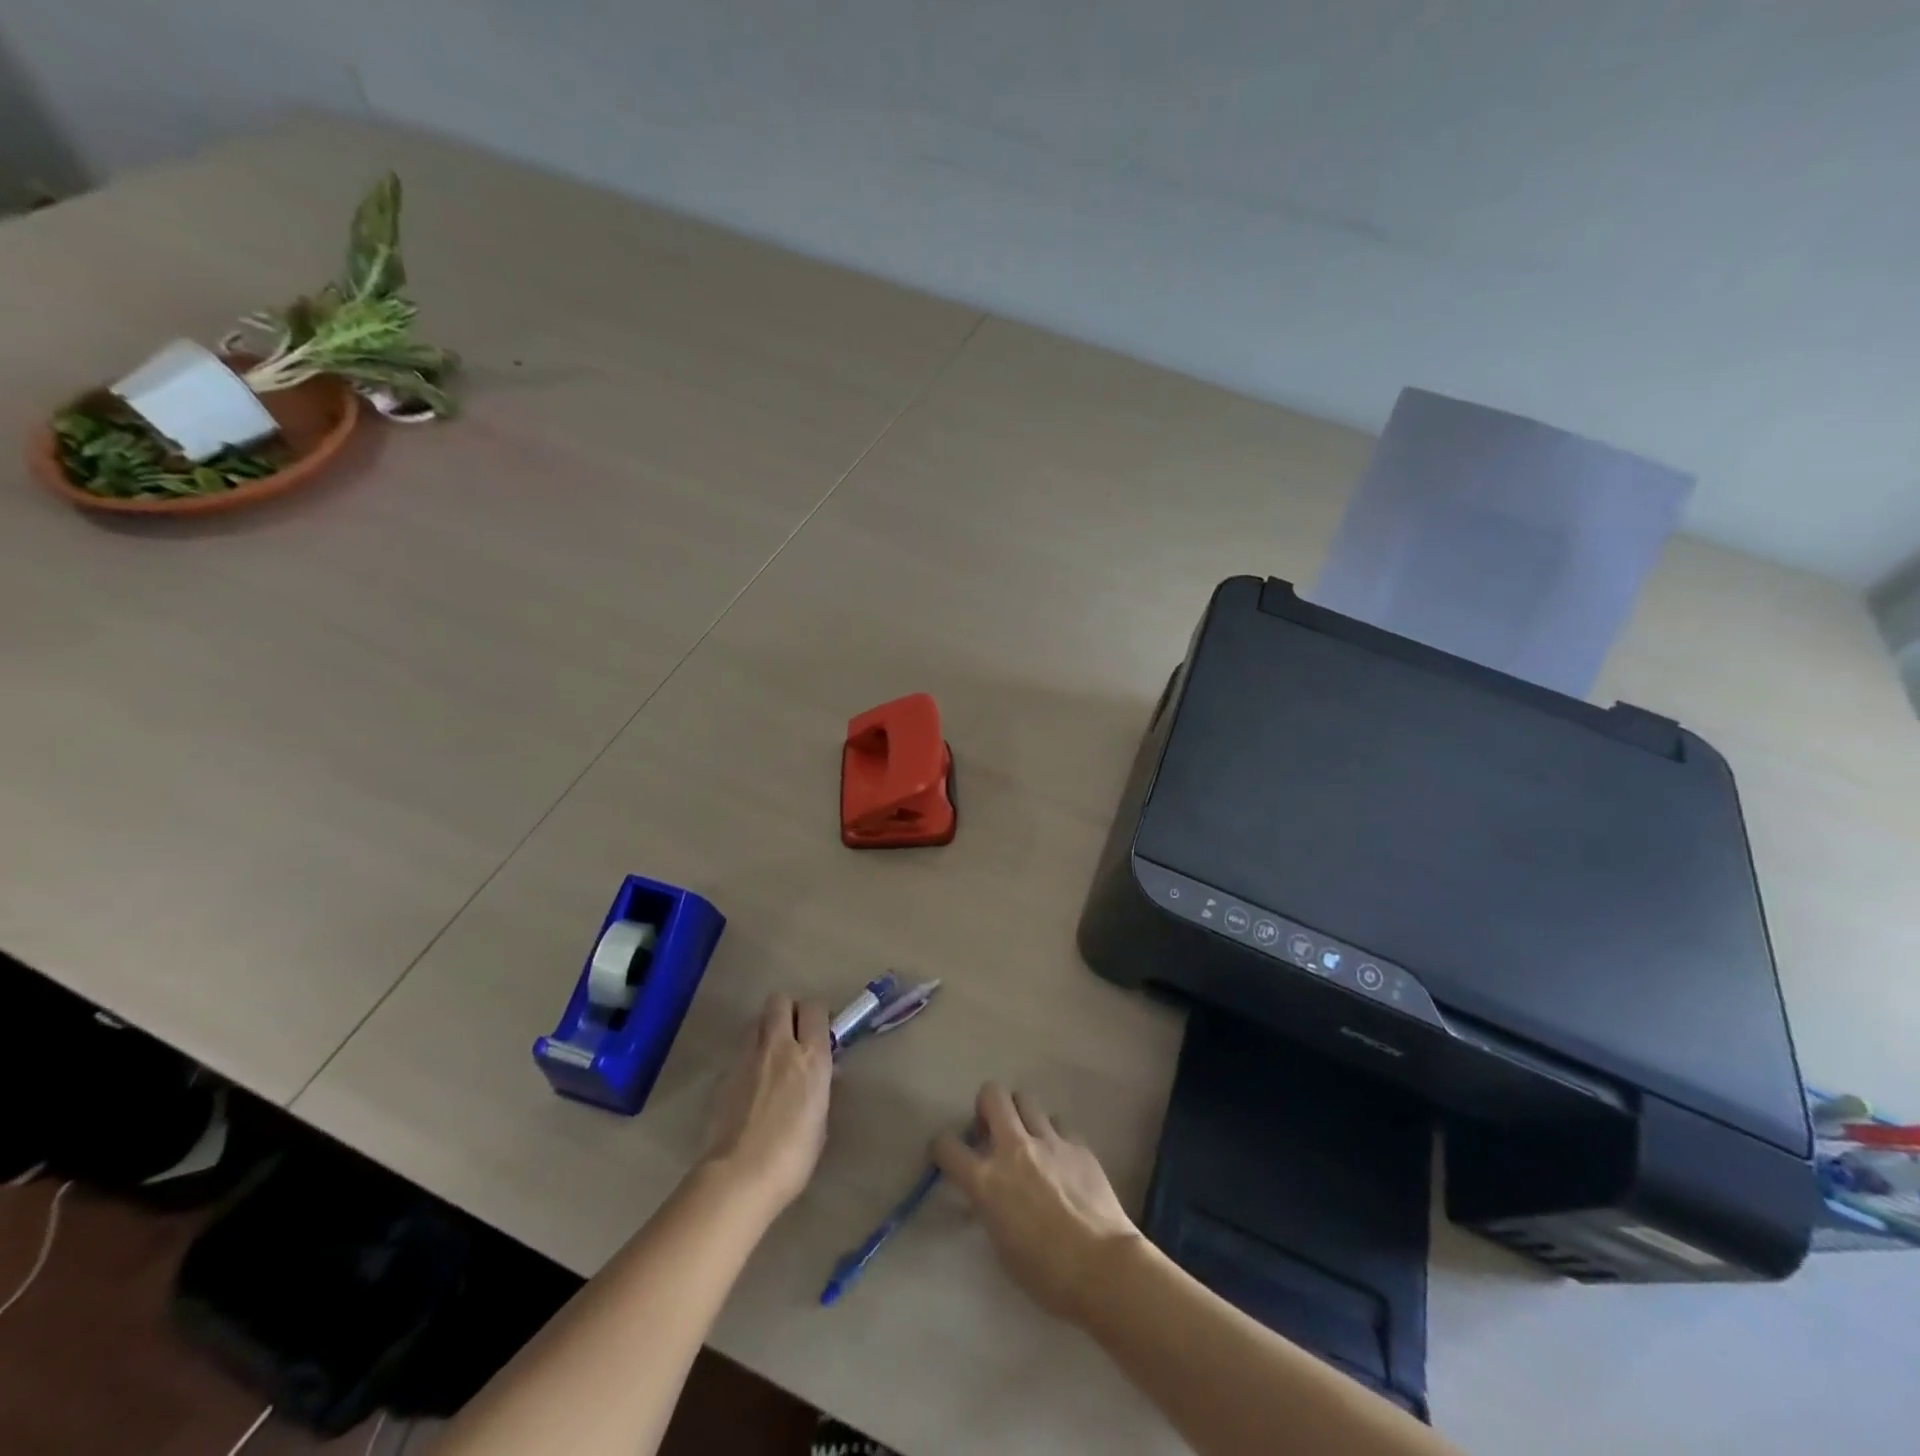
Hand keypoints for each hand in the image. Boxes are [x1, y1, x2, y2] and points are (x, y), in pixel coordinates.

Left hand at [702, 993, 832, 1216]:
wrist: (739, 1177)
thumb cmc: (792, 1156)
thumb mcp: (820, 1120)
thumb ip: (821, 1088)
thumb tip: (825, 1073)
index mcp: (811, 1056)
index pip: (815, 1008)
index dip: (818, 1014)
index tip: (821, 1030)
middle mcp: (779, 1046)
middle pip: (780, 1000)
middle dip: (788, 1010)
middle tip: (794, 1035)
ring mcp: (747, 1057)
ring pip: (756, 1021)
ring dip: (765, 1030)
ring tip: (771, 1057)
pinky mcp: (723, 1073)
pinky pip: (739, 1051)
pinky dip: (748, 1058)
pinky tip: (750, 1085)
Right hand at [933, 1083, 1141, 1323]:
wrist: (1102, 1267)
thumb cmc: (1046, 1274)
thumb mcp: (1002, 1244)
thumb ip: (991, 1206)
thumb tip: (991, 1192)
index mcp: (987, 1180)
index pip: (947, 1146)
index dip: (943, 1148)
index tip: (949, 1156)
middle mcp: (1013, 1149)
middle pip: (992, 1095)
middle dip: (986, 1107)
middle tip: (993, 1131)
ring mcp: (1048, 1141)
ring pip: (1026, 1100)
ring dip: (1021, 1116)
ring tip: (1029, 1141)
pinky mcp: (1077, 1144)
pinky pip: (1059, 1124)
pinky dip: (1054, 1136)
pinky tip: (1060, 1160)